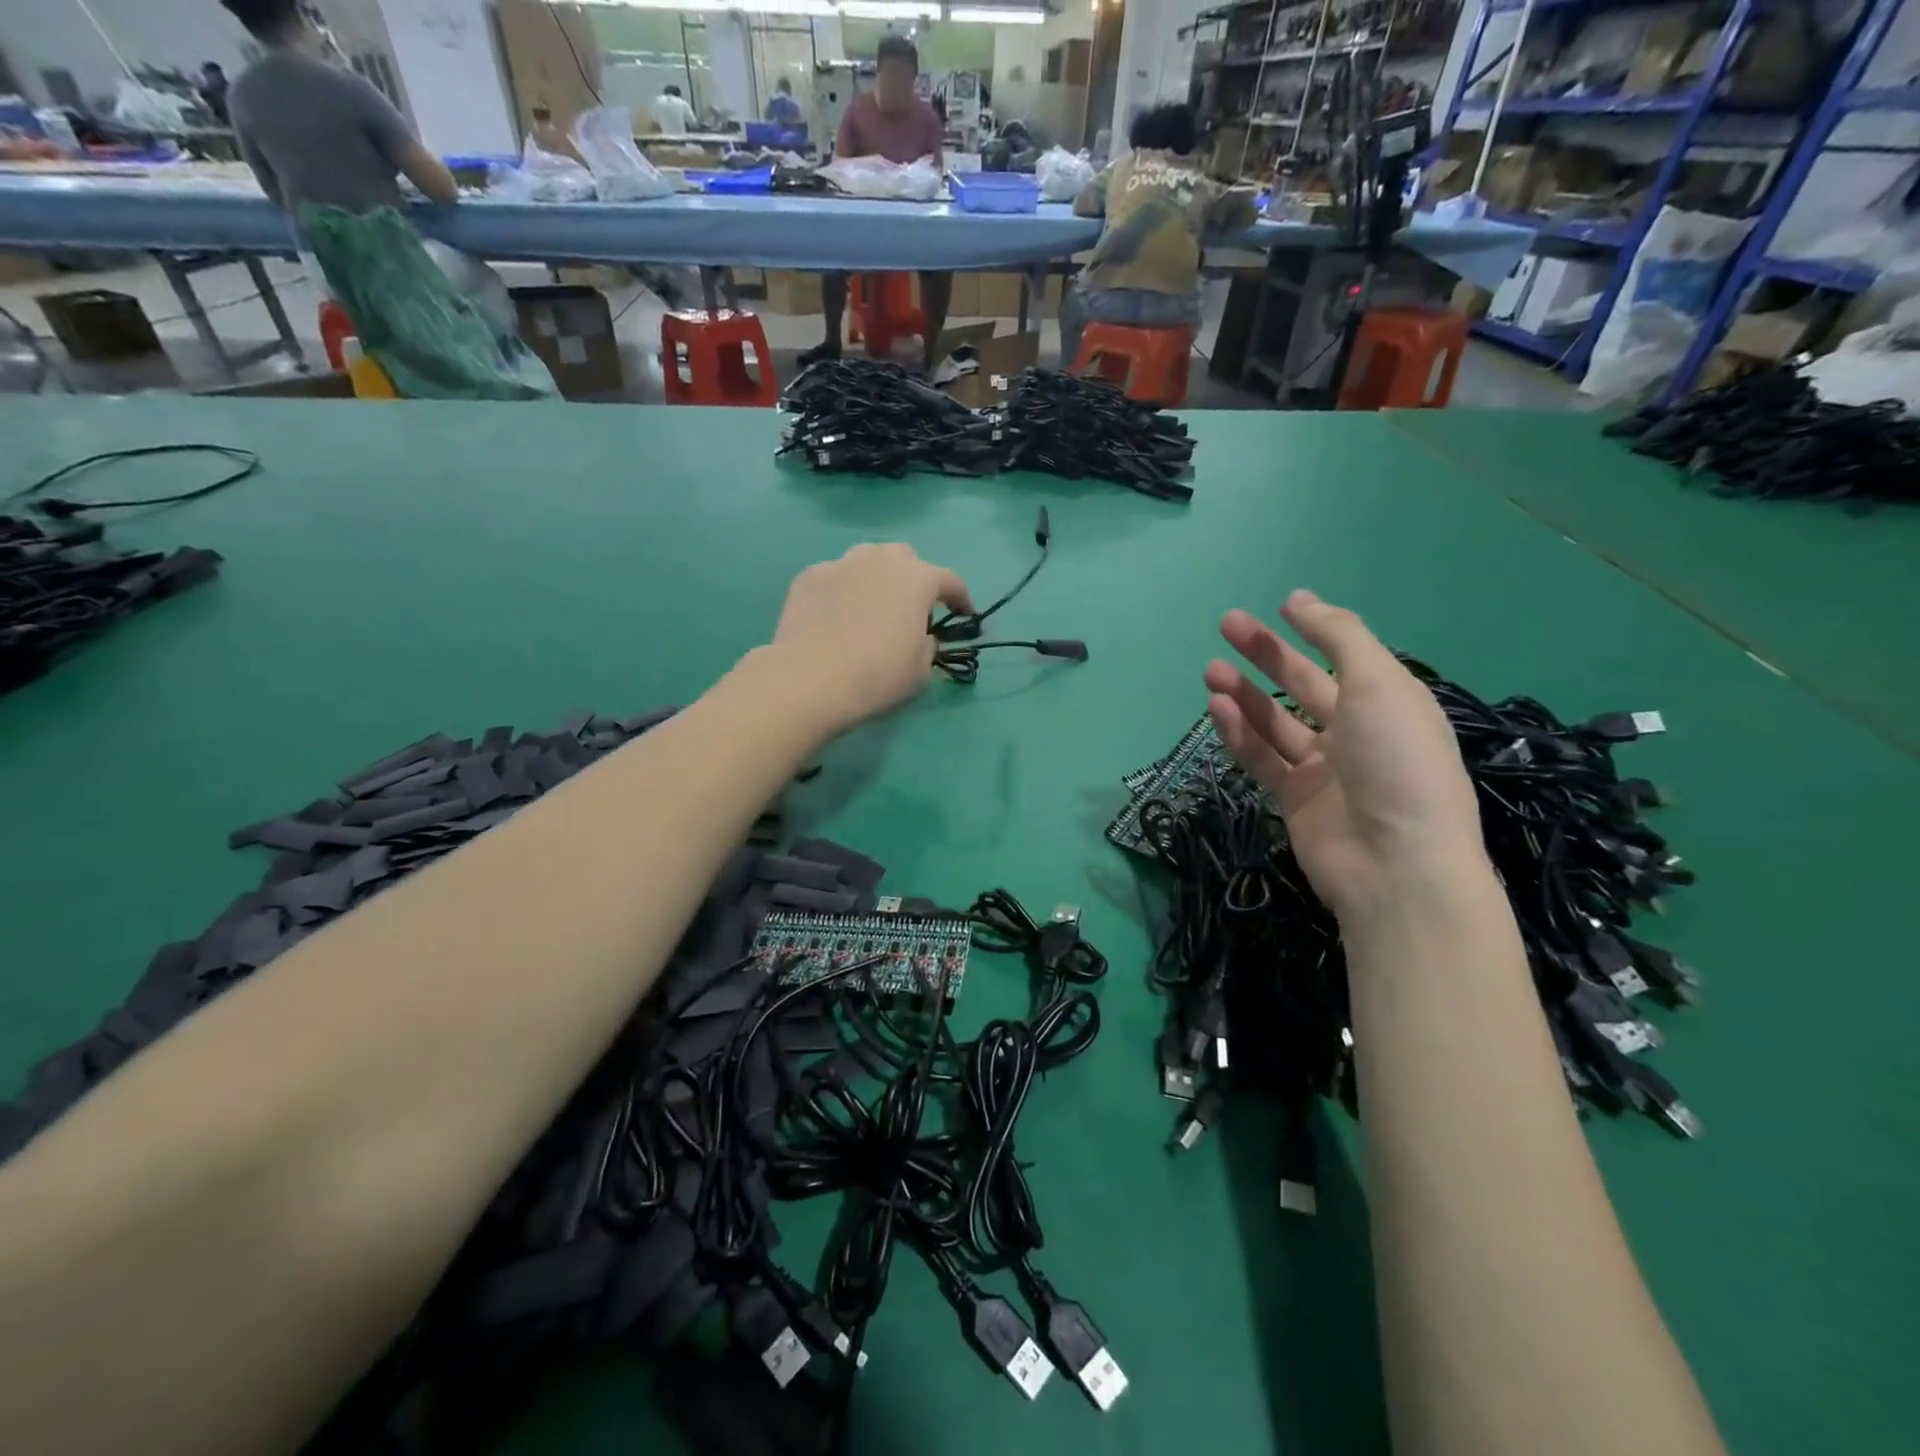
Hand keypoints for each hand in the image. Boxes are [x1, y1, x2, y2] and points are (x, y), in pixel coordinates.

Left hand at [770, 543, 972, 733]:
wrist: (809, 679)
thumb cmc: (877, 676)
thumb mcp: (921, 671)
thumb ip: (928, 646)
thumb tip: (921, 636)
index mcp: (917, 579)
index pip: (950, 580)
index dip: (961, 598)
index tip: (964, 615)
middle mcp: (880, 560)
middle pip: (905, 557)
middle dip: (913, 577)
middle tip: (910, 607)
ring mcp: (841, 563)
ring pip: (867, 559)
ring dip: (876, 577)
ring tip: (871, 605)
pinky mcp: (809, 576)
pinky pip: (835, 576)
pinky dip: (842, 590)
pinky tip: (835, 616)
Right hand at [1204, 592, 1485, 919]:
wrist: (1395, 865)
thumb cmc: (1396, 761)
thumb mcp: (1378, 684)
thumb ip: (1340, 637)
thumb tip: (1302, 600)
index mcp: (1389, 702)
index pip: (1346, 655)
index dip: (1315, 628)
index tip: (1281, 605)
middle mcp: (1357, 731)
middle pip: (1304, 684)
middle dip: (1267, 654)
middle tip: (1228, 625)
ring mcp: (1324, 768)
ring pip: (1275, 722)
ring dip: (1244, 694)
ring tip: (1211, 670)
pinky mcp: (1294, 799)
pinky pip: (1261, 758)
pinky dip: (1239, 733)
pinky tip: (1217, 709)